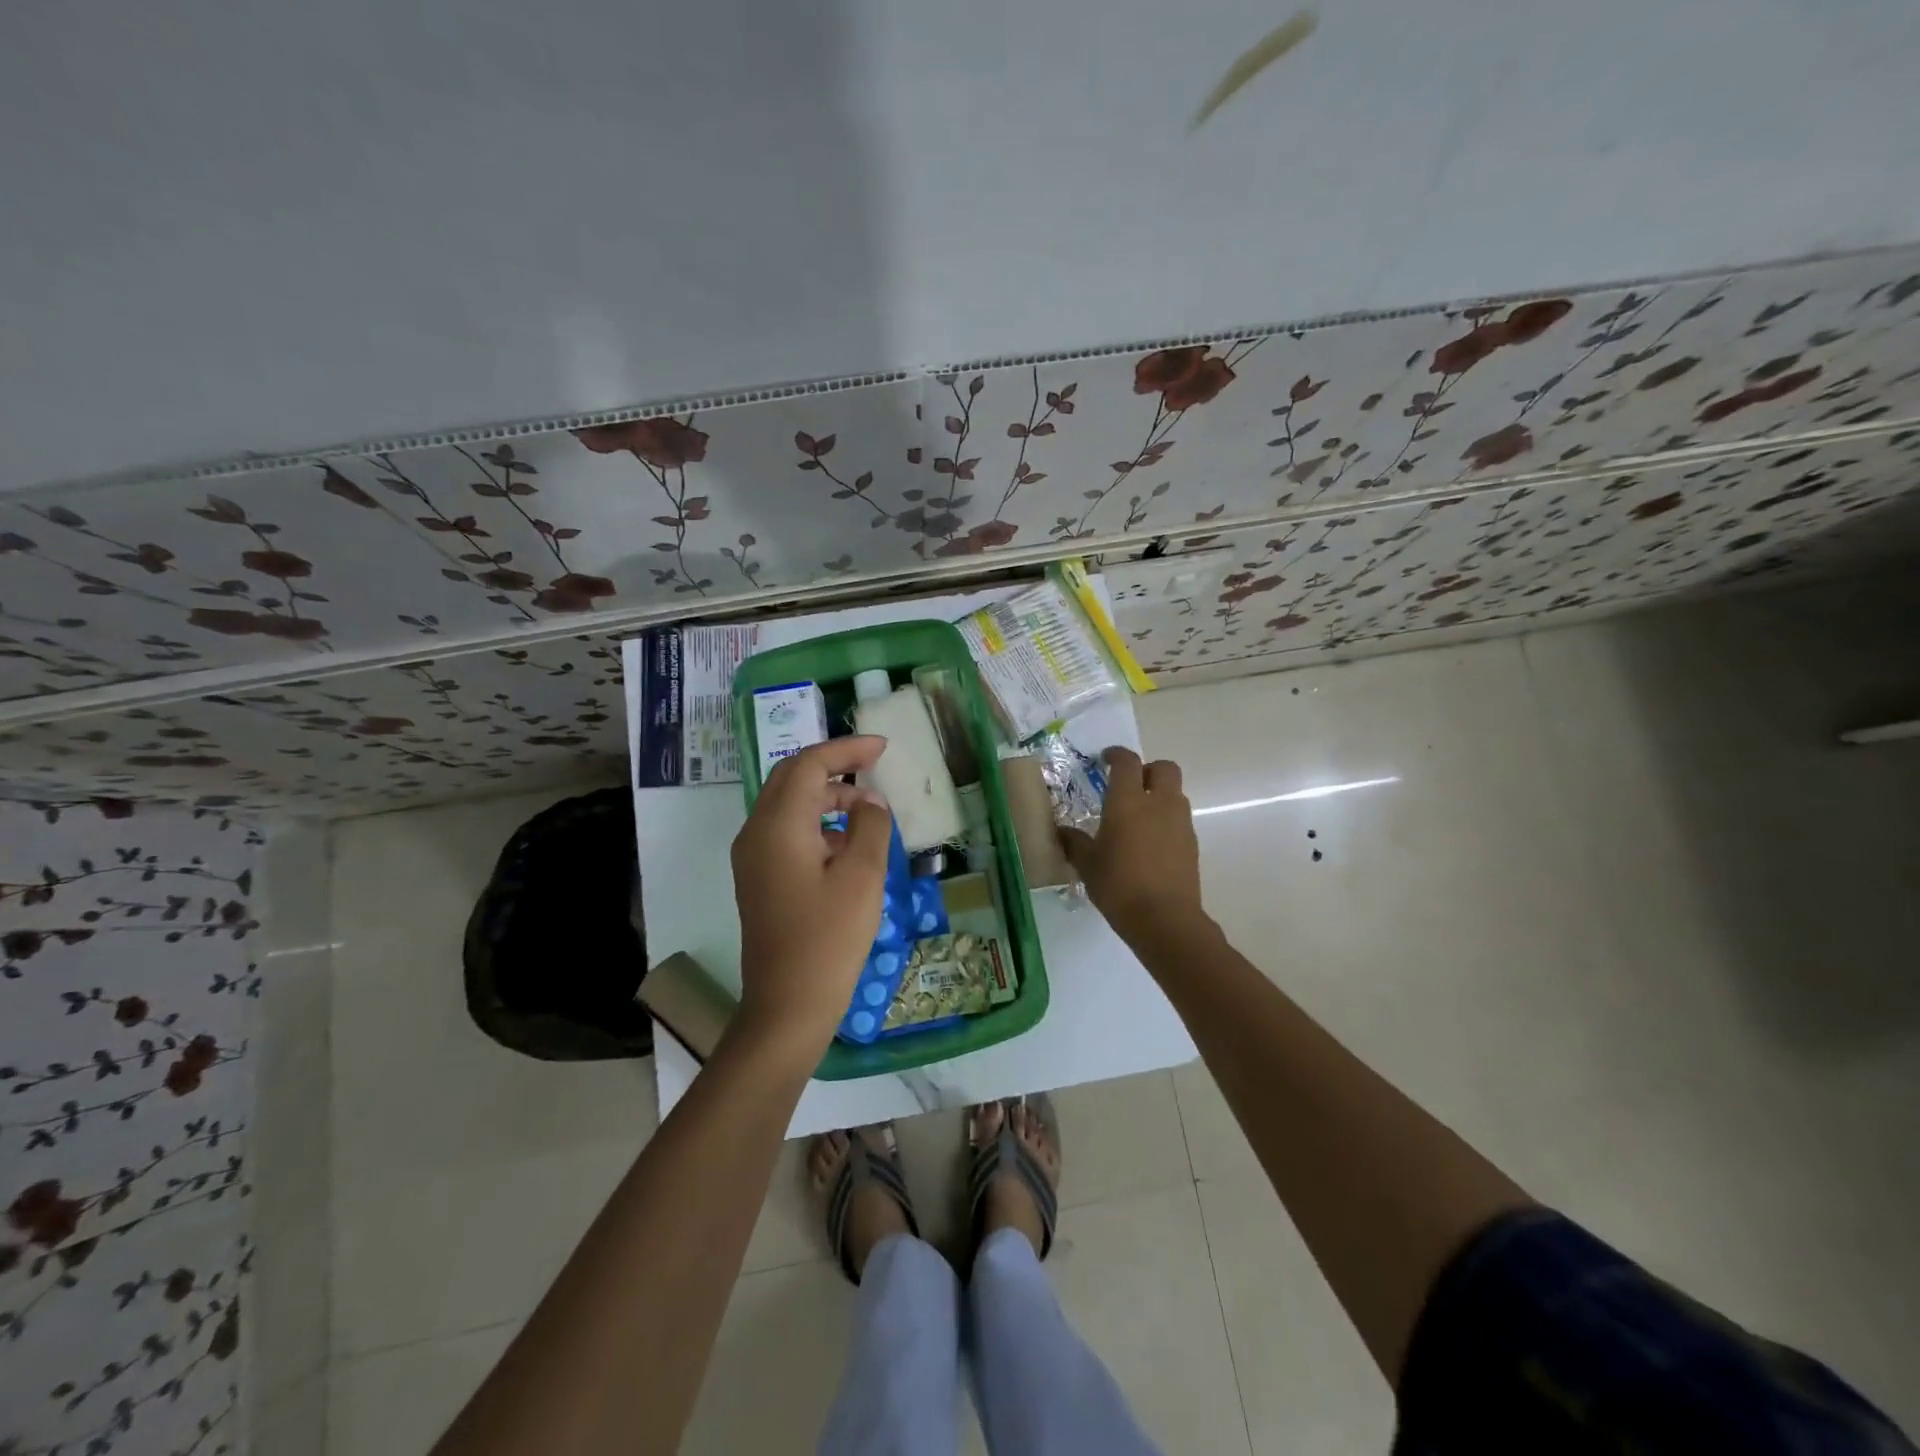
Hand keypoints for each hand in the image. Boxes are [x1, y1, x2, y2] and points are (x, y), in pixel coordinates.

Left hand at [731, 736, 893, 1064]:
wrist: (787, 1005)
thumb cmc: (829, 939)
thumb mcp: (862, 877)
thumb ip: (870, 826)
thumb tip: (869, 801)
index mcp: (778, 825)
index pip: (809, 764)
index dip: (846, 749)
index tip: (882, 747)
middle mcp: (756, 832)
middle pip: (791, 777)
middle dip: (833, 766)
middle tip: (873, 766)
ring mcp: (752, 857)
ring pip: (788, 804)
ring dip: (826, 796)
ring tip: (868, 811)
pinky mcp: (758, 878)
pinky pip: (786, 831)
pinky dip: (816, 822)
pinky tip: (847, 844)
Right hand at [1059, 747, 1207, 942]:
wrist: (1164, 919)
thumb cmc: (1119, 885)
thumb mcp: (1087, 864)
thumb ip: (1075, 843)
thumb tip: (1062, 832)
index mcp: (1128, 801)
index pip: (1127, 762)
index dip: (1116, 755)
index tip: (1106, 759)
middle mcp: (1159, 803)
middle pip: (1164, 768)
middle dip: (1148, 770)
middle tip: (1130, 785)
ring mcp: (1180, 823)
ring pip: (1175, 794)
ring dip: (1159, 796)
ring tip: (1139, 818)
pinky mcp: (1192, 844)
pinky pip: (1179, 820)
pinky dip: (1166, 821)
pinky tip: (1150, 844)